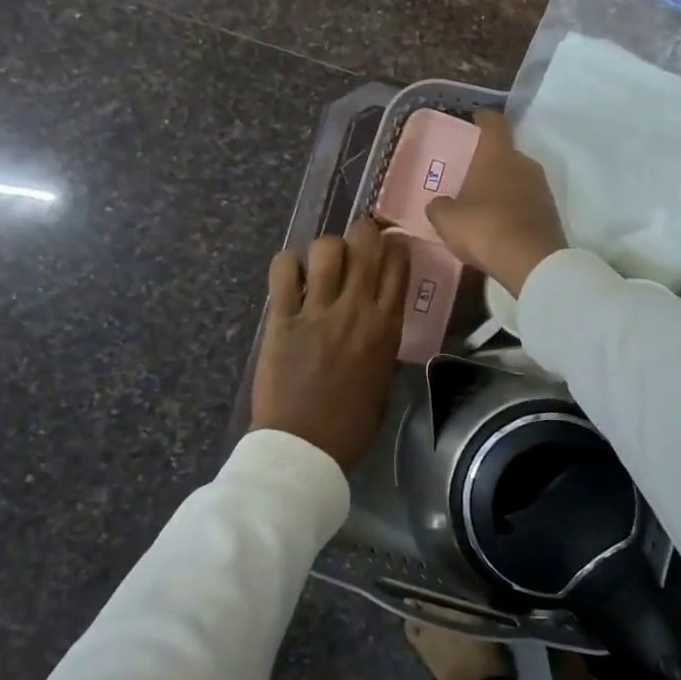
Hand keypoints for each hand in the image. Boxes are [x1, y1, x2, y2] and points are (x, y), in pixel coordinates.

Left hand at [252, 218, 410, 473]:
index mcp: (386, 326)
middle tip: (358, 241)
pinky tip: (292, 276)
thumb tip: (378, 320)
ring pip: (325, 248)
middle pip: (364, 242)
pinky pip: (283, 270)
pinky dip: (288, 264)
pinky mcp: (282, 318)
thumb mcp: (384, 380)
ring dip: (327, 249)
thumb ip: (383, 342)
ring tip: (322, 265)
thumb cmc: (351, 424)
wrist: (304, 447)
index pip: (398, 263)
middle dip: (364, 231)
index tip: (389, 247)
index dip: (395, 245)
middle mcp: (355, 308)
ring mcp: (317, 310)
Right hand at [427, 109, 566, 297]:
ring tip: (485, 204)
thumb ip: (439, 206)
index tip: (477, 118)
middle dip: (490, 162)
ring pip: (518, 179)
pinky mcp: (551, 212)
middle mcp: (524, 163)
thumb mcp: (447, 219)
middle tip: (472, 175)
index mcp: (497, 154)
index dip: (484, 119)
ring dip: (504, 187)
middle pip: (507, 154)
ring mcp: (542, 188)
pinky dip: (515, 209)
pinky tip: (501, 226)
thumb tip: (439, 204)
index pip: (494, 123)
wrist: (531, 262)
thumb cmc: (484, 228)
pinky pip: (528, 202)